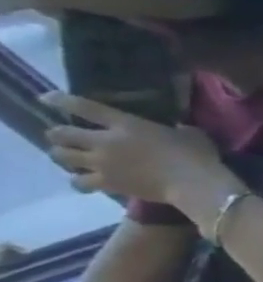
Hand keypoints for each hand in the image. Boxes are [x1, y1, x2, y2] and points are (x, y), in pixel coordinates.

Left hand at [41, 93, 231, 207]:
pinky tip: (85, 181)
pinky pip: (79, 182)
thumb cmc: (198, 155)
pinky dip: (79, 181)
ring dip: (64, 155)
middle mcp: (105, 141)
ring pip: (61, 157)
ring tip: (71, 158)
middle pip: (61, 134)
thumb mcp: (191, 134)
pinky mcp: (107, 183)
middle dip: (58, 134)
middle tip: (65, 137)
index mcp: (126, 125)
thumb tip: (175, 129)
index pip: (84, 107)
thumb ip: (175, 130)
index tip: (45, 98)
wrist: (195, 184)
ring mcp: (102, 164)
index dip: (60, 100)